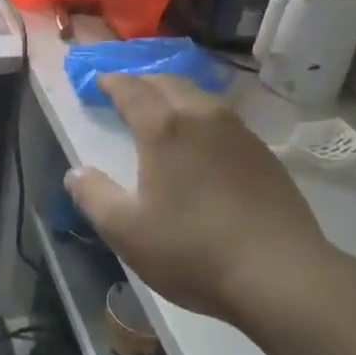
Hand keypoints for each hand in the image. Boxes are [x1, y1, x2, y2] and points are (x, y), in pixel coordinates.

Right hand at [65, 74, 330, 324]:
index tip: (99, 81)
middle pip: (167, 83)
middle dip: (142, 83)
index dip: (112, 82)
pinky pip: (223, 119)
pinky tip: (201, 142)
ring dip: (174, 96)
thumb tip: (76, 173)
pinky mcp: (263, 153)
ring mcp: (238, 132)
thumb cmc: (193, 250)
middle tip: (126, 92)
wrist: (280, 274)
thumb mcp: (127, 231)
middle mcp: (202, 116)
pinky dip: (201, 117)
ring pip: (199, 97)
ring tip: (162, 111)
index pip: (131, 89)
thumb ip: (94, 196)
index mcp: (164, 127)